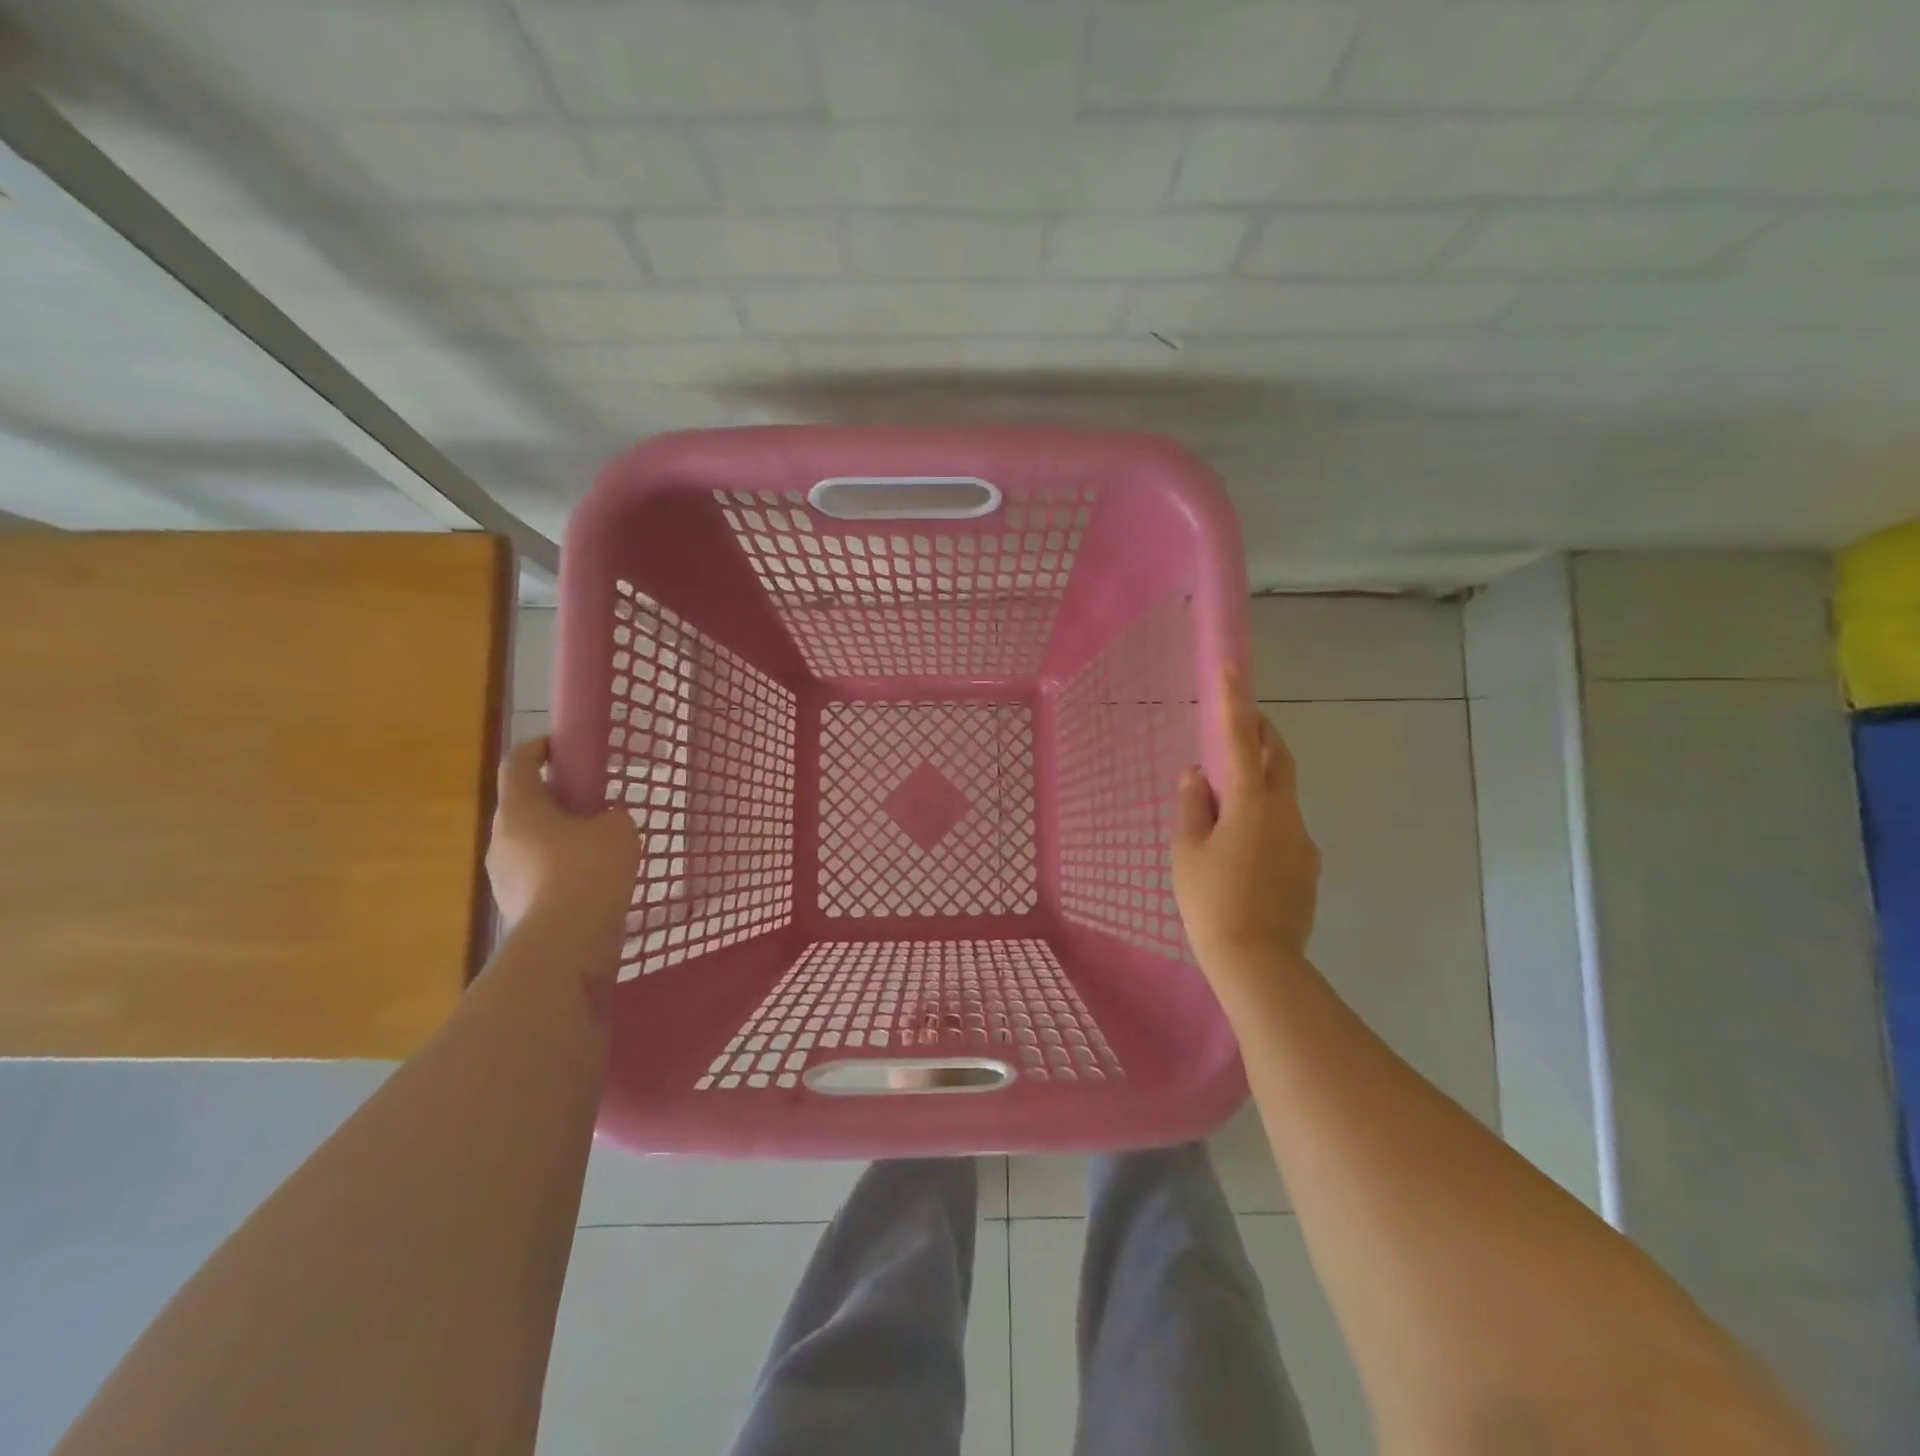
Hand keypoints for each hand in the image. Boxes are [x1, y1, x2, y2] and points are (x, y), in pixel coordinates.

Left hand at [486, 737, 640, 930]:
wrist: (568, 941)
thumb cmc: (589, 869)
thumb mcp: (619, 829)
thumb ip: (611, 815)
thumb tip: (603, 822)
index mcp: (520, 809)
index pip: (518, 763)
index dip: (537, 748)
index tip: (560, 746)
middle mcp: (501, 839)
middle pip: (523, 806)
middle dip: (553, 800)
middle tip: (590, 802)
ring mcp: (503, 876)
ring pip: (529, 844)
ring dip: (556, 839)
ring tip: (596, 848)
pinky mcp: (515, 907)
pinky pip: (537, 876)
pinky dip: (559, 872)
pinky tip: (590, 883)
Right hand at [1172, 667, 1320, 984]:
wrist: (1259, 963)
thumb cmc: (1211, 902)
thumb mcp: (1187, 852)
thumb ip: (1193, 806)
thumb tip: (1197, 775)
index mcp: (1251, 804)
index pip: (1240, 740)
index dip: (1234, 701)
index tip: (1231, 666)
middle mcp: (1285, 813)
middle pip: (1277, 758)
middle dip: (1260, 733)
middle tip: (1239, 722)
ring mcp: (1302, 840)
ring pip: (1281, 794)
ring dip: (1259, 781)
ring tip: (1225, 801)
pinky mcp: (1307, 867)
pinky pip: (1284, 827)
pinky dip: (1264, 818)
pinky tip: (1242, 849)